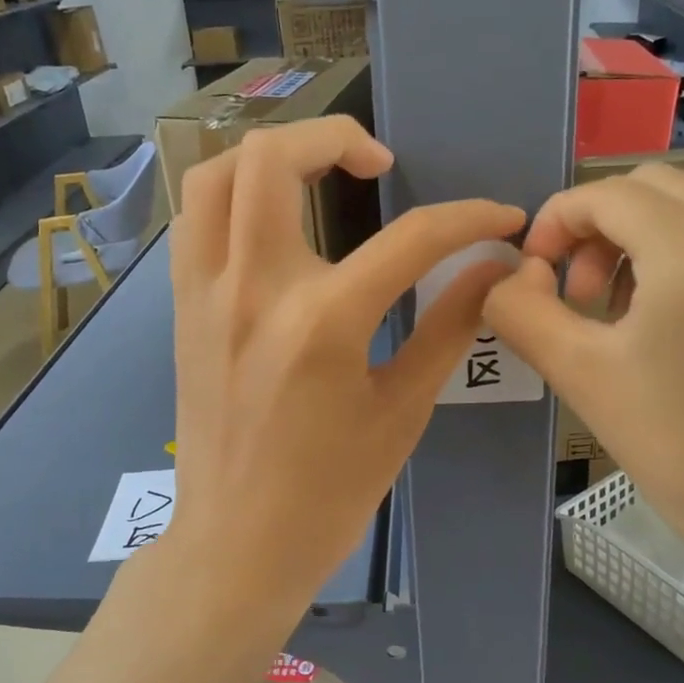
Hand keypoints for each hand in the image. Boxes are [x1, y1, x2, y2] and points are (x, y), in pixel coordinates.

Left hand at [164, 116, 523, 624]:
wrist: (236, 545)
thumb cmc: (328, 493)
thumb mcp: (403, 411)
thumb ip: (449, 327)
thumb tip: (493, 270)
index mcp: (323, 322)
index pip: (412, 238)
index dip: (470, 219)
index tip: (501, 219)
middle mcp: (254, 289)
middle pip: (274, 157)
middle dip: (337, 137)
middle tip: (380, 166)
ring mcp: (205, 293)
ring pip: (215, 174)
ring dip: (270, 155)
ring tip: (316, 175)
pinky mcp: (181, 308)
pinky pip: (195, 220)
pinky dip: (233, 196)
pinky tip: (271, 220)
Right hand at [484, 164, 683, 639]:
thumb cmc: (681, 452)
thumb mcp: (581, 376)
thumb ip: (521, 311)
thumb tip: (507, 277)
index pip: (607, 194)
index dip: (556, 222)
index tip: (536, 269)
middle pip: (653, 187)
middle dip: (599, 228)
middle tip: (581, 295)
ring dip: (645, 239)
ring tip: (628, 311)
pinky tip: (683, 316)